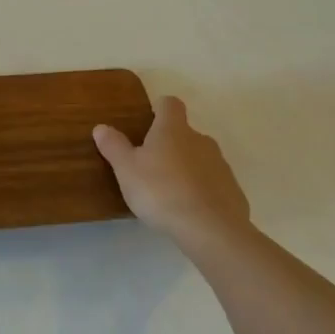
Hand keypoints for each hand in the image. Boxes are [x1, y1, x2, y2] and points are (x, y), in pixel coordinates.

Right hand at [94, 96, 250, 253]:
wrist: (210, 229)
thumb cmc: (161, 191)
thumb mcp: (126, 170)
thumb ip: (114, 146)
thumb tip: (101, 127)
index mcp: (173, 129)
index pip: (170, 104)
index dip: (159, 109)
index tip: (149, 122)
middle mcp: (200, 140)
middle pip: (185, 133)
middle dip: (170, 145)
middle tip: (151, 167)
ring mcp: (221, 165)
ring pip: (200, 159)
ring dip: (187, 169)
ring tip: (169, 194)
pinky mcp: (233, 191)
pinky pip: (213, 184)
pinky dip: (202, 192)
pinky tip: (190, 212)